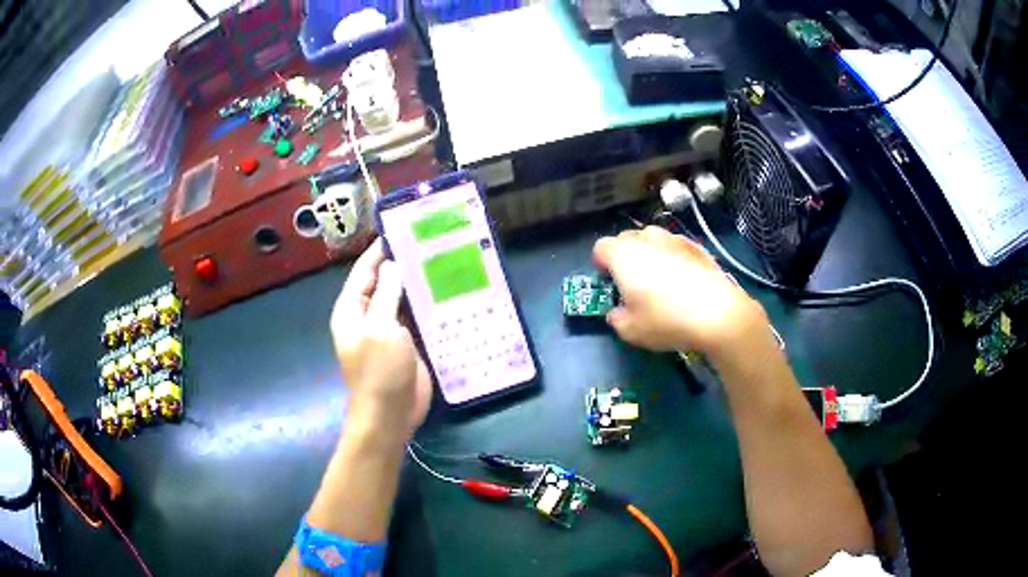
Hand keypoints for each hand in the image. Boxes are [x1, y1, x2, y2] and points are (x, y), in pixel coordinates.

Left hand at [331, 239, 430, 439]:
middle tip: (430, 244)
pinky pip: (415, 317)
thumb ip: (385, 294)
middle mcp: (367, 316)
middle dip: (402, 264)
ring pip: (401, 299)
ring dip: (417, 284)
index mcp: (351, 309)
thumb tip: (392, 264)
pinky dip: (427, 305)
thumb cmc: (379, 372)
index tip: (402, 230)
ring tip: (442, 261)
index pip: (364, 271)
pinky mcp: (405, 343)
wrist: (390, 416)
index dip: (380, 250)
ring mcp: (387, 330)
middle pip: (383, 282)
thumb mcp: (380, 329)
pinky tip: (447, 292)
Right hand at [593, 226, 767, 358]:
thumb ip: (617, 319)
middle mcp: (647, 239)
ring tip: (659, 278)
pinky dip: (674, 257)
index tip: (608, 282)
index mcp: (623, 254)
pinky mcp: (698, 247)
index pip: (600, 247)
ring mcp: (675, 239)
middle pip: (627, 238)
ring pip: (654, 239)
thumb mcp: (631, 331)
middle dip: (624, 256)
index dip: (600, 264)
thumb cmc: (666, 320)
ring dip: (650, 253)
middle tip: (631, 282)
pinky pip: (676, 247)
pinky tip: (684, 280)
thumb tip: (617, 312)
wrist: (717, 313)